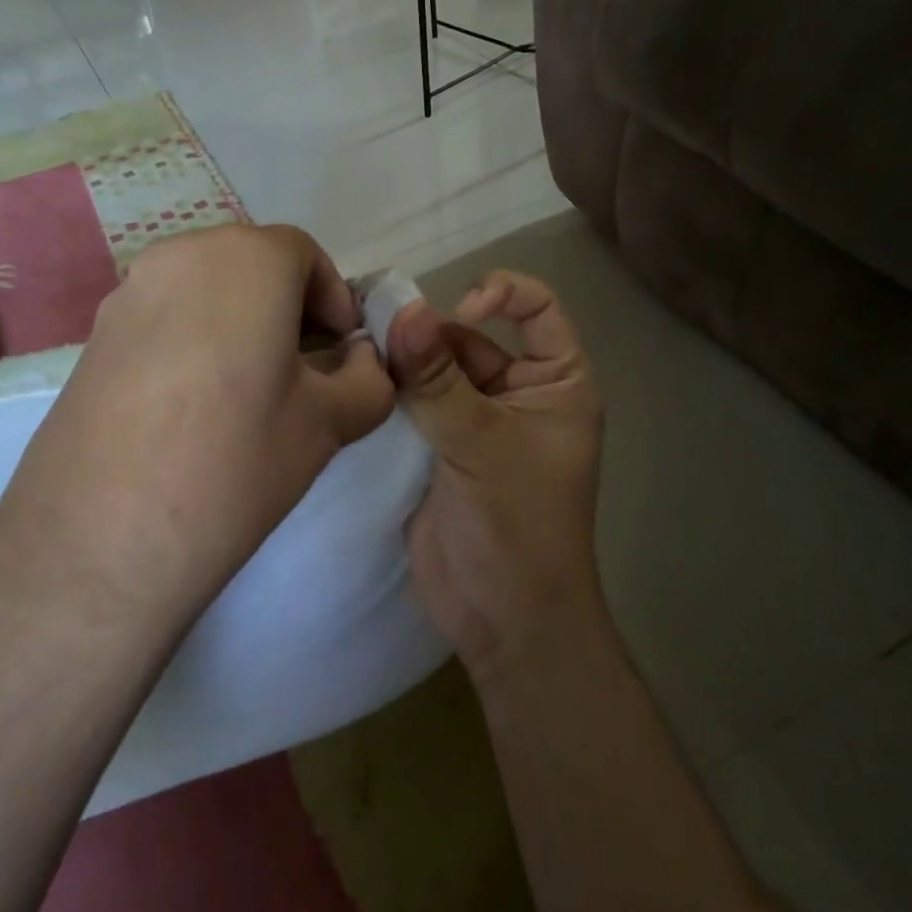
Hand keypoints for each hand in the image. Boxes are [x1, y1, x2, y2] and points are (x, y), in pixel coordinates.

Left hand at [0, 224, 395, 623]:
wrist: (100, 534)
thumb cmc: (235, 460)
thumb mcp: (328, 424)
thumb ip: (368, 381)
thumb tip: (365, 365)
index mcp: (246, 258)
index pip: (304, 254)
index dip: (334, 300)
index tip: (342, 352)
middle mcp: (182, 255)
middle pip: (253, 265)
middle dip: (289, 309)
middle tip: (304, 372)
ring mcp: (128, 292)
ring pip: (206, 290)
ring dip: (241, 323)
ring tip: (249, 392)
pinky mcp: (93, 334)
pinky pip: (164, 317)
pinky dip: (194, 340)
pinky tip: (195, 406)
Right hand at [386, 272, 605, 682]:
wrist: (502, 618)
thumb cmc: (517, 526)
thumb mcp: (482, 444)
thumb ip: (437, 378)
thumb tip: (403, 309)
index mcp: (556, 382)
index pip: (536, 308)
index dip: (500, 294)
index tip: (458, 312)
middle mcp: (516, 393)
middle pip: (471, 338)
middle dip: (429, 335)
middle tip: (377, 336)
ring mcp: (474, 422)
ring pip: (435, 370)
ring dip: (403, 363)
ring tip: (360, 356)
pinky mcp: (437, 448)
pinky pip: (413, 405)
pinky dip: (389, 393)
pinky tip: (356, 382)